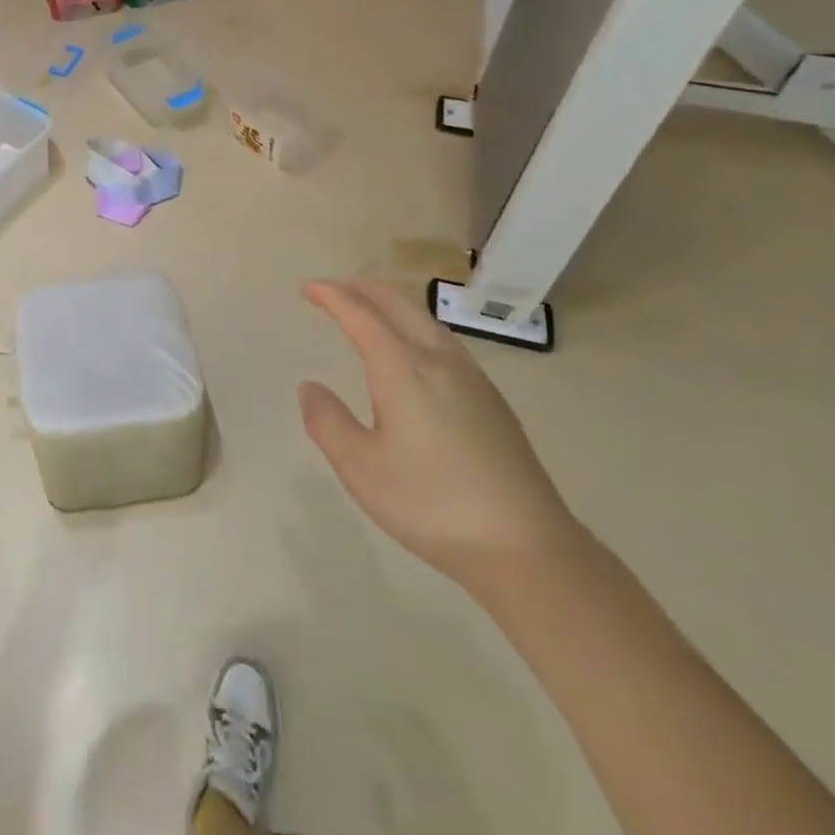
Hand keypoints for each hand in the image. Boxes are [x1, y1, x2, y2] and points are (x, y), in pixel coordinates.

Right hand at [297, 279, 583, 594]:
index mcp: (403, 368)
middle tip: (333, 288)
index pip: (360, 315)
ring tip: (370, 310)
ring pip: (426, 320)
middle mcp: (439, 360)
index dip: (331, 296)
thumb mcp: (360, 468)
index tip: (308, 287)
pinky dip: (414, 326)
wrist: (527, 547)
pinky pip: (444, 341)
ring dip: (391, 305)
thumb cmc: (431, 504)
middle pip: (398, 305)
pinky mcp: (492, 400)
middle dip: (362, 289)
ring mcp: (472, 378)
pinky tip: (415, 351)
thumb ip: (327, 421)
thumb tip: (310, 387)